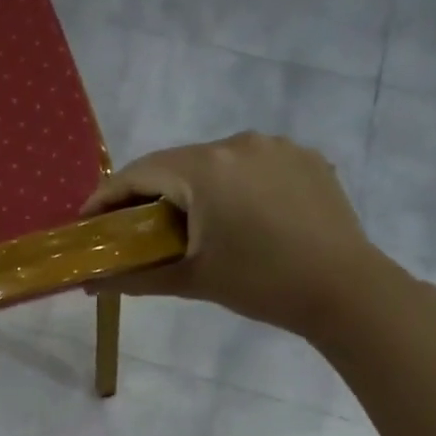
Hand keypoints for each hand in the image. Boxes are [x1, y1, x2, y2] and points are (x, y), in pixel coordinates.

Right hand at [83, 133, 384, 339]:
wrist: (346, 291)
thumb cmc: (260, 284)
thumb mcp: (191, 281)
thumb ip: (134, 278)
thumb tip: (88, 287)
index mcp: (205, 169)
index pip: (139, 173)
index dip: (107, 196)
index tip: (88, 219)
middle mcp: (238, 144)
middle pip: (175, 163)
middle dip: (148, 192)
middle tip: (133, 226)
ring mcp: (275, 146)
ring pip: (213, 161)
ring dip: (191, 186)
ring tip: (187, 222)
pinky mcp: (304, 158)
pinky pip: (250, 164)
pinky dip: (231, 183)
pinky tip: (235, 214)